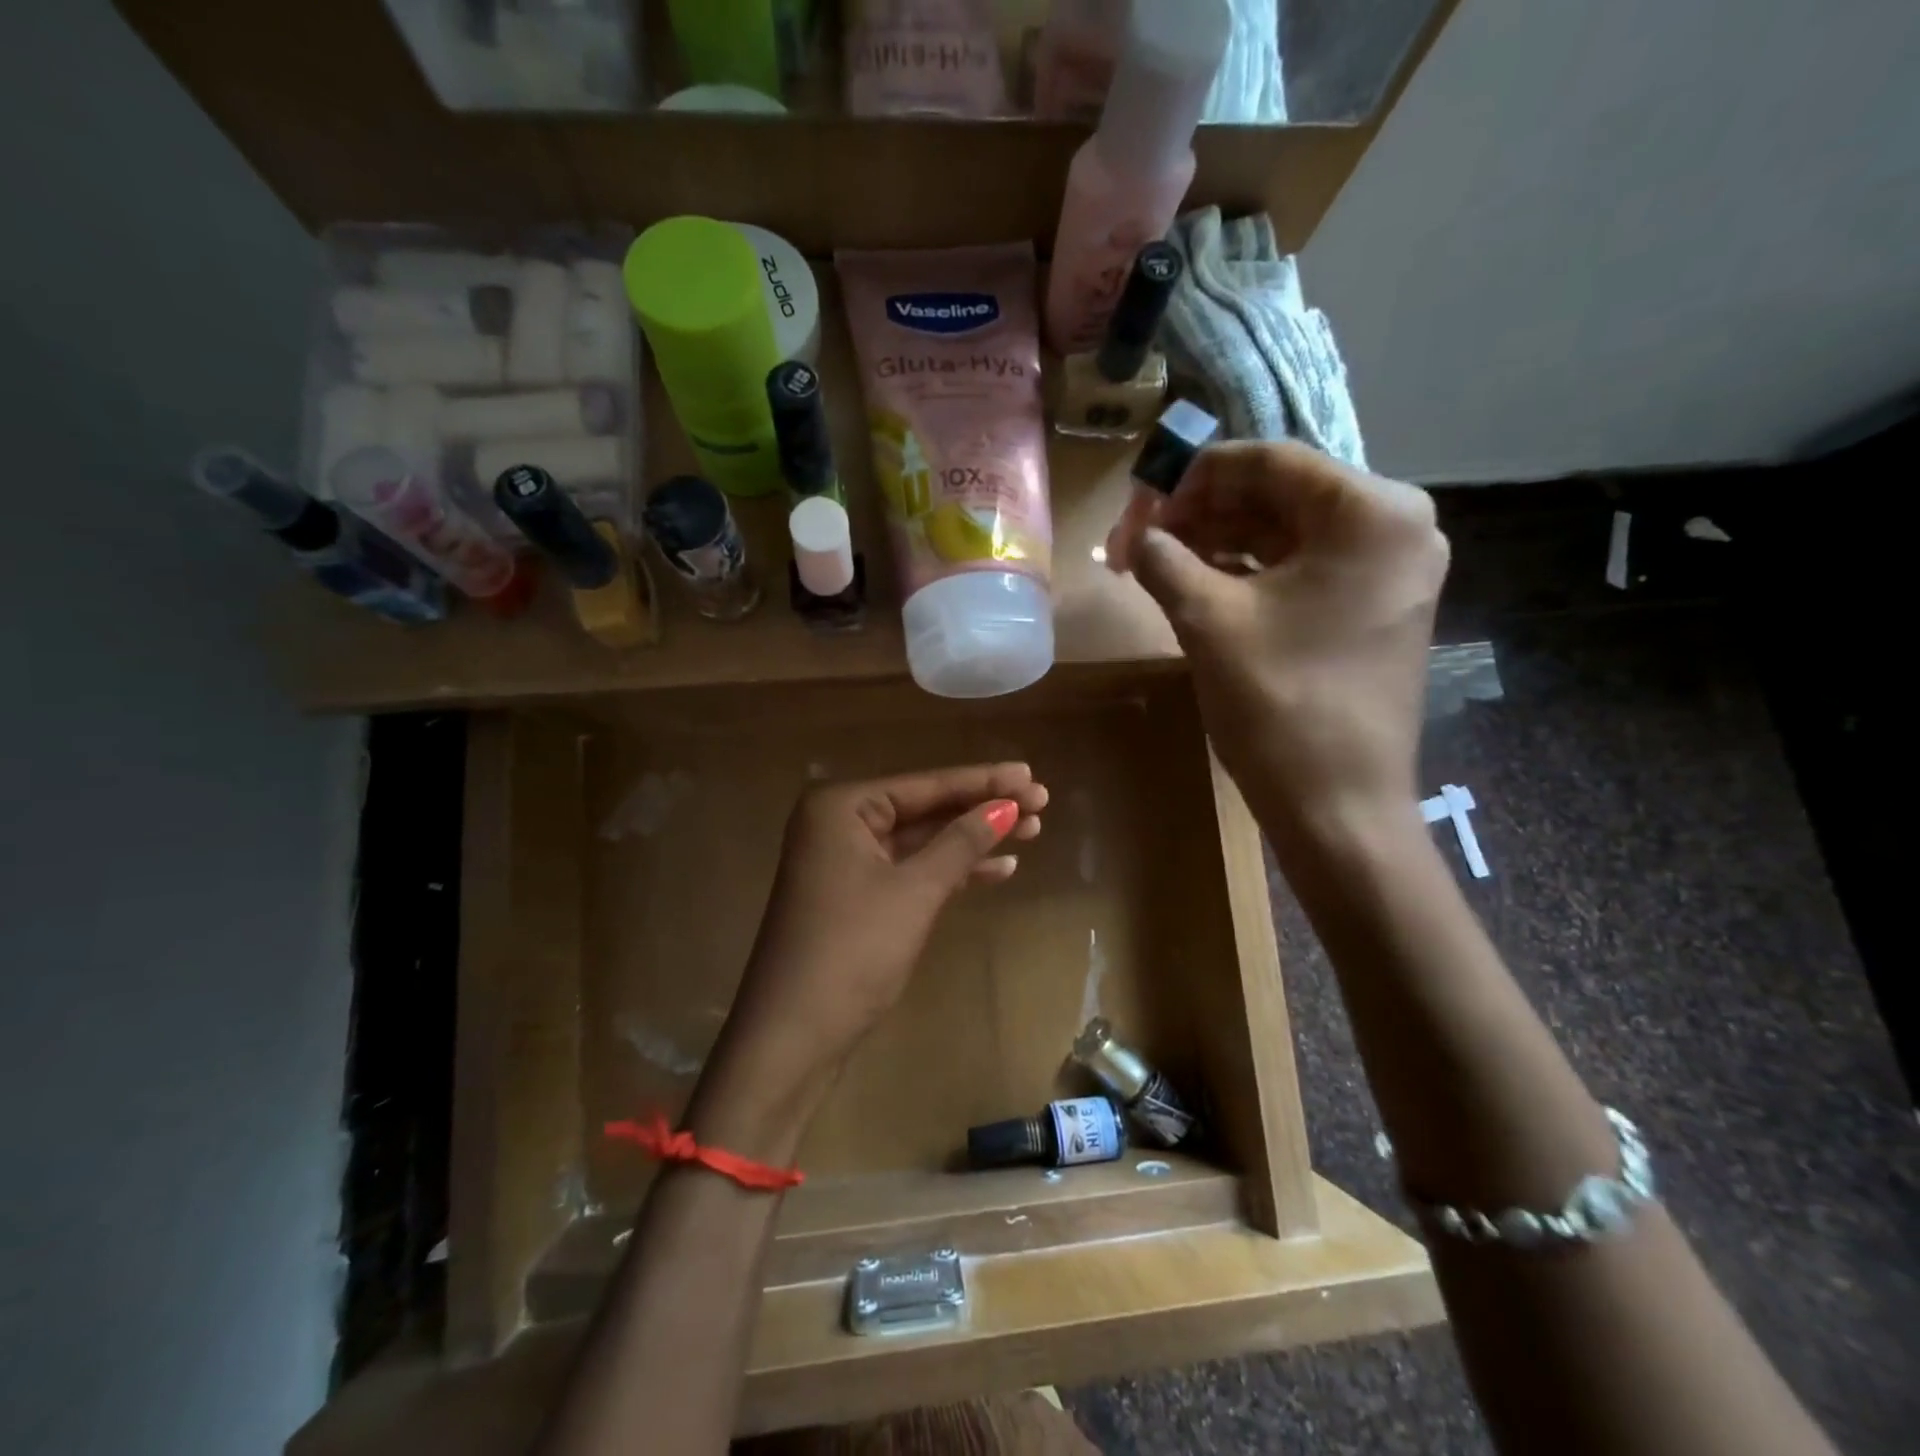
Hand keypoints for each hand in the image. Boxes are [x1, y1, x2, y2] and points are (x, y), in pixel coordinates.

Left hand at [705, 764, 1047, 1137]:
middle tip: (1042, 802)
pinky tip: (999, 869)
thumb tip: (1007, 806)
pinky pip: (911, 871)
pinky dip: (951, 871)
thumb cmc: (852, 951)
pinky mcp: (857, 898)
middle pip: (925, 809)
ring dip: (973, 839)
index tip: (1031, 774)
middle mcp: (839, 824)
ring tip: (1033, 832)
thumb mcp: (914, 891)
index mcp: (841, 807)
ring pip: (922, 841)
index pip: (925, 785)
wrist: (791, 1038)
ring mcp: (846, 863)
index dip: (983, 781)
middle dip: (982, 808)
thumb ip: (961, 843)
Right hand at [1124, 441, 1448, 837]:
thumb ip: (1163, 559)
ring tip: (1158, 563)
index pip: (1266, 462)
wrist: (1338, 804)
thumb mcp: (1207, 620)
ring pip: (1287, 533)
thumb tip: (1133, 535)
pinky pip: (1302, 568)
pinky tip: (1197, 583)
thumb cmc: (1279, 704)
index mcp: (1370, 512)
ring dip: (1219, 542)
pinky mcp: (1373, 607)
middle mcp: (1394, 526)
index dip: (1191, 478)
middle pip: (1278, 495)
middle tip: (1140, 540)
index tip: (1137, 506)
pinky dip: (1249, 571)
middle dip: (1202, 513)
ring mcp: (1389, 570)